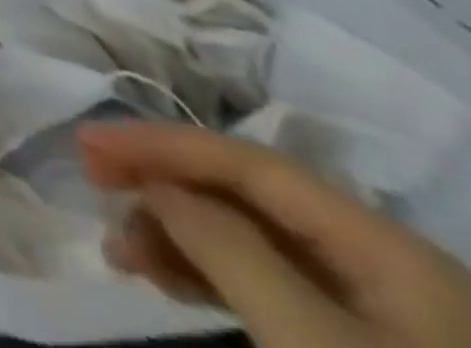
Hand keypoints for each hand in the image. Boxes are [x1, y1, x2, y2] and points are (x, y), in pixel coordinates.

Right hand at [80, 121, 470, 347]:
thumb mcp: (309, 339)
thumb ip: (226, 247)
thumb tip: (155, 186)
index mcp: (386, 246)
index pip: (248, 161)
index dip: (160, 142)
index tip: (85, 143)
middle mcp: (384, 264)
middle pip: (247, 197)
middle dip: (163, 187)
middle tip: (92, 184)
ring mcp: (379, 314)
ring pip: (250, 240)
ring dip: (175, 234)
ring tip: (120, 251)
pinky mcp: (357, 346)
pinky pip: (266, 284)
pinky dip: (205, 273)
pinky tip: (163, 276)